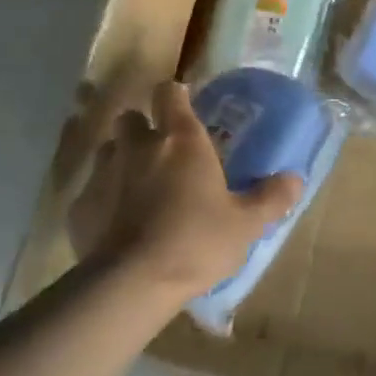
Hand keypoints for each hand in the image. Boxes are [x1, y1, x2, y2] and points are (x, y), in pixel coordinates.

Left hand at [66, 79, 302, 301]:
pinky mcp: (79, 206)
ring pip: (108, 150)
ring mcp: (104, 172)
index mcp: (180, 139)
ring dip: (121, 160)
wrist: (131, 283)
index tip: (183, 106)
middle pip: (131, 116)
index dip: (175, 95)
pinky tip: (114, 224)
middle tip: (159, 153)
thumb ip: (271, 198)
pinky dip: (102, 199)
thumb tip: (296, 179)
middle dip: (142, 127)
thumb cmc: (195, 241)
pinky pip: (91, 191)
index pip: (169, 92)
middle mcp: (138, 145)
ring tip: (136, 187)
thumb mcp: (245, 224)